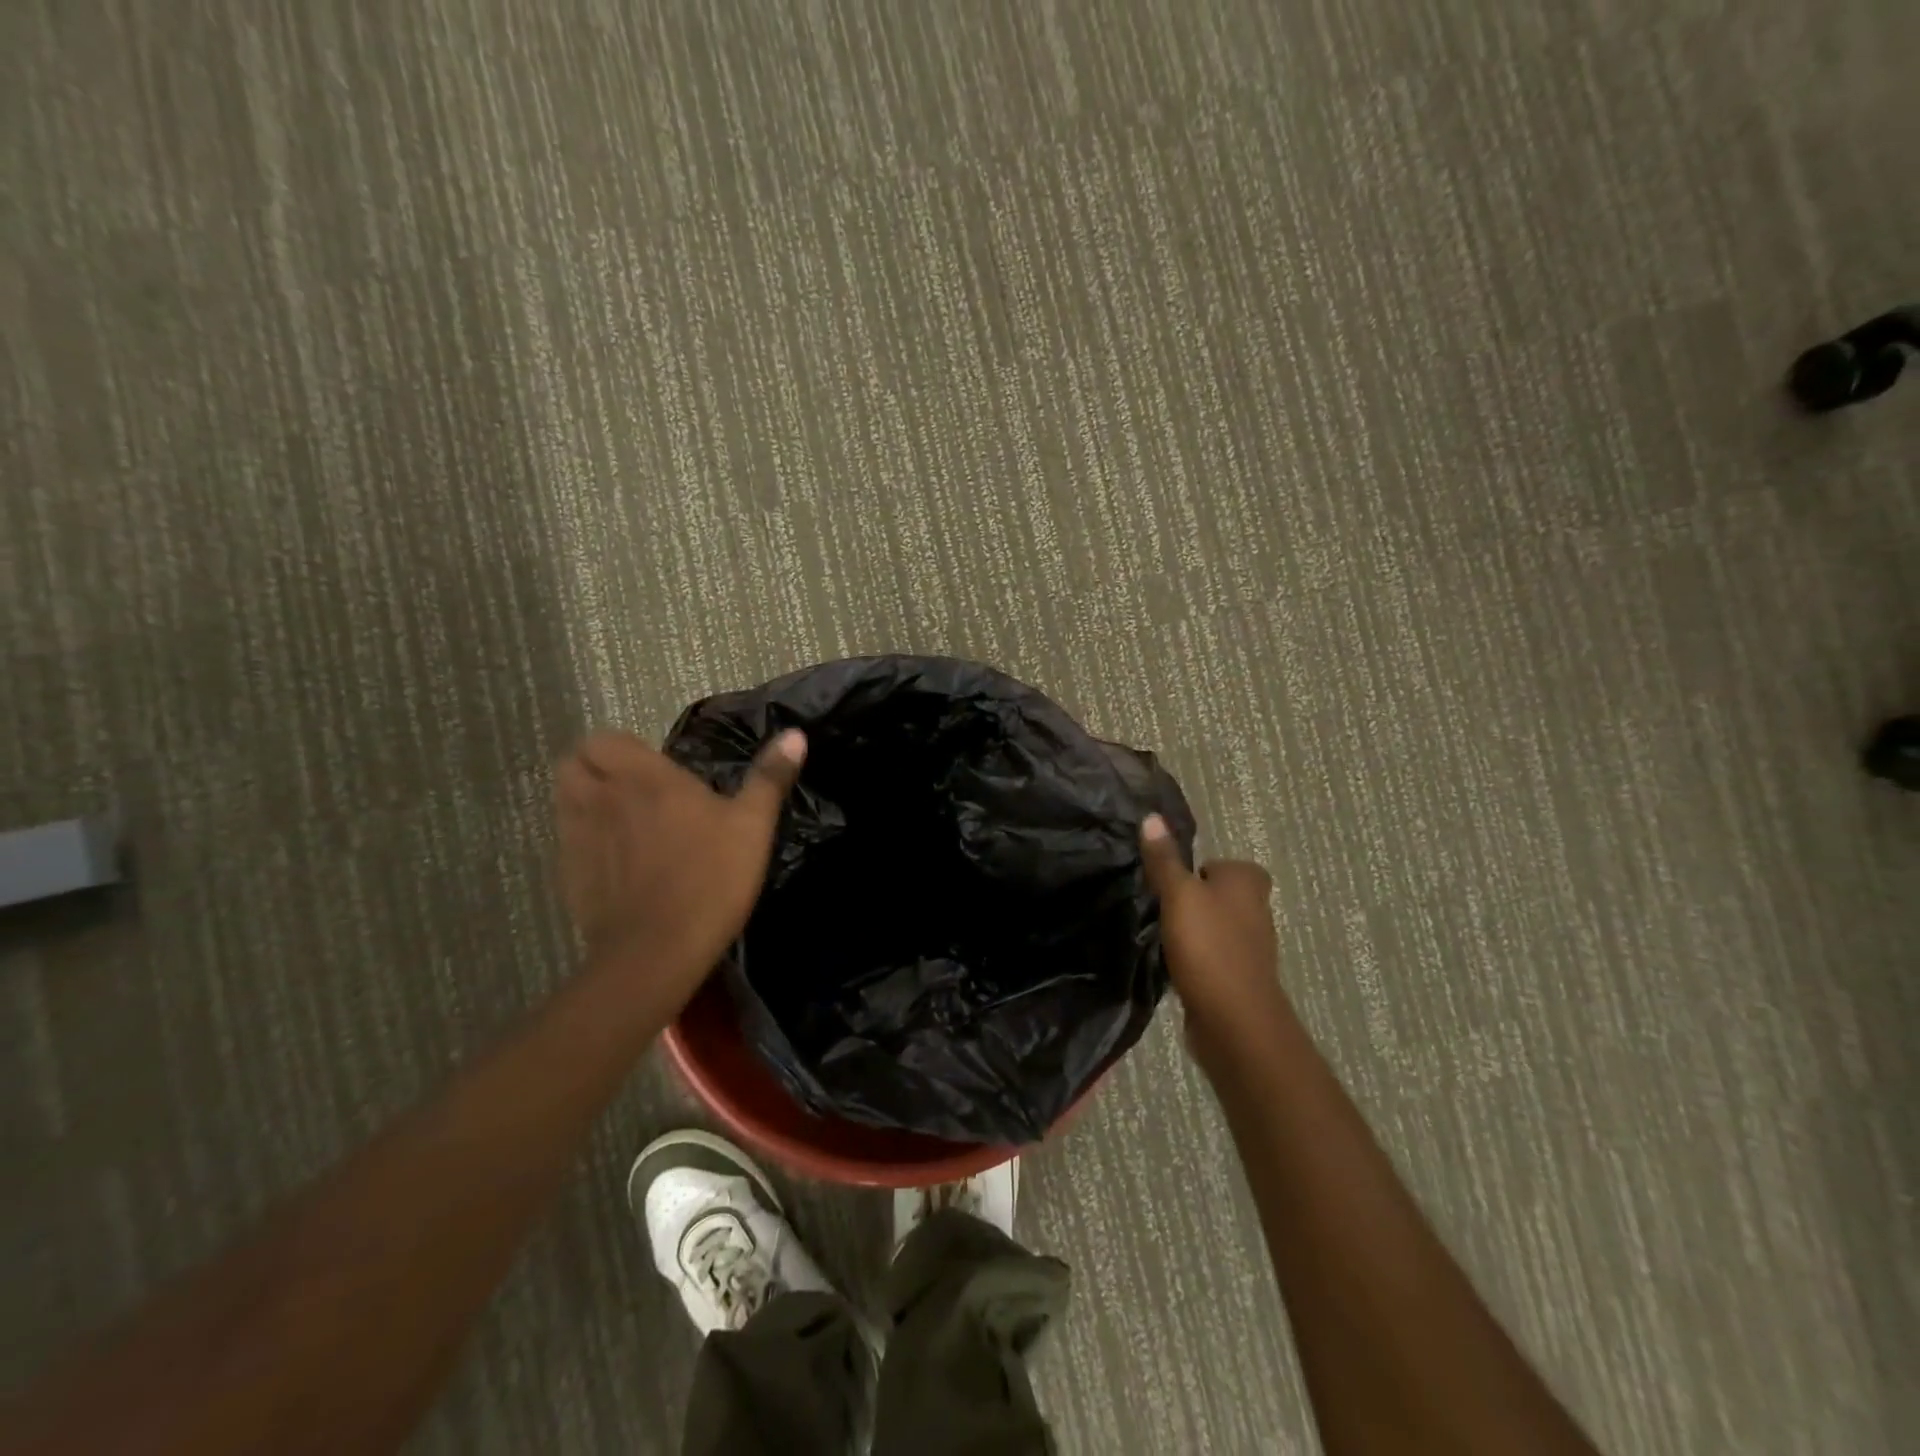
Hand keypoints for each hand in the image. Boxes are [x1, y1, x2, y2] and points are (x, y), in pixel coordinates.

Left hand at [555, 728, 804, 998]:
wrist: (658, 950)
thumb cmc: (711, 878)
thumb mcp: (753, 825)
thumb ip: (769, 776)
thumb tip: (795, 734)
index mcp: (646, 778)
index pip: (604, 738)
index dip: (622, 746)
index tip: (652, 764)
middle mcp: (603, 798)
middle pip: (573, 762)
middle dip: (595, 765)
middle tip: (631, 785)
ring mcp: (579, 837)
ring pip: (563, 798)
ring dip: (583, 797)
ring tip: (618, 817)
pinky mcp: (568, 874)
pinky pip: (567, 840)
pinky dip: (582, 839)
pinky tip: (613, 861)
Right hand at [1139, 814, 1285, 1053]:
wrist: (1234, 1021)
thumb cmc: (1208, 947)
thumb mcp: (1178, 895)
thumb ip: (1164, 859)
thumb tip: (1152, 817)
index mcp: (1248, 882)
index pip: (1225, 864)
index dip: (1201, 870)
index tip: (1173, 882)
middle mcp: (1257, 910)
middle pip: (1222, 895)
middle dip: (1196, 900)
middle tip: (1161, 905)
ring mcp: (1251, 947)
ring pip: (1218, 926)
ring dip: (1196, 930)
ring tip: (1164, 935)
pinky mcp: (1240, 978)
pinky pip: (1214, 956)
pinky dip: (1198, 958)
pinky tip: (1175, 965)